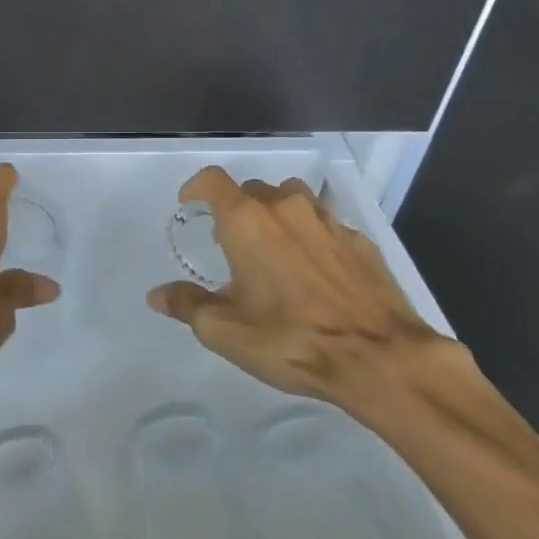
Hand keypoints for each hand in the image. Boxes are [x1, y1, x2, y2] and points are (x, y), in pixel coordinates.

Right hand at [147, 167, 463, 433]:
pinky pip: (327, 225)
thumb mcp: (226, 331)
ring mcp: (328, 221)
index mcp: (247, 222)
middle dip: (237, 209)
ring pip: (293, 200)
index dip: (196, 187)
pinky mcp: (361, 241)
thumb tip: (158, 294)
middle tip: (232, 244)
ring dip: (277, 216)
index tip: (190, 204)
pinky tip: (317, 272)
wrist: (380, 357)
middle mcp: (286, 208)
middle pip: (253, 190)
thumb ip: (188, 305)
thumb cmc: (291, 340)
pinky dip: (313, 237)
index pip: (213, 181)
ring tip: (275, 251)